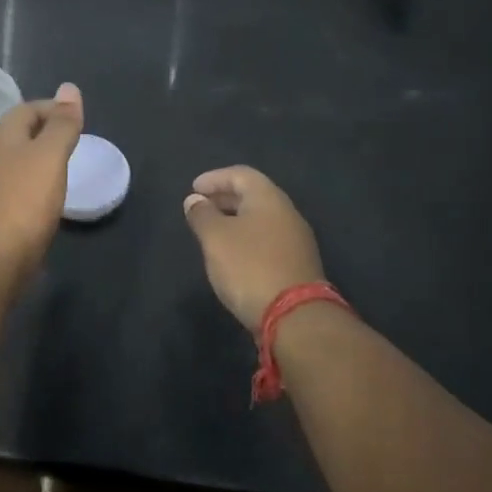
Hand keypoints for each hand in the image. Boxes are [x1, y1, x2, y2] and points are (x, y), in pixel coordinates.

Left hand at [0, 83, 82, 285]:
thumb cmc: (21, 205)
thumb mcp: (48, 158)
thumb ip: (60, 126)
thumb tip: (69, 87)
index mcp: (3, 142)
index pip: (24, 111)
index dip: (49, 107)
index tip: (76, 117)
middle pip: (18, 138)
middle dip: (44, 133)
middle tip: (74, 141)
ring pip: (17, 167)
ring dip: (39, 162)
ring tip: (66, 170)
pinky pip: (17, 194)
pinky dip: (35, 190)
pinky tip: (49, 204)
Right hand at [182, 166, 324, 330]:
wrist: (295, 317)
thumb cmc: (249, 267)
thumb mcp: (215, 238)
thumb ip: (202, 215)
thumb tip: (195, 200)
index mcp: (269, 199)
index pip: (241, 174)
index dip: (215, 178)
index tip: (193, 189)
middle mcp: (287, 213)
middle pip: (253, 195)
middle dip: (224, 198)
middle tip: (200, 207)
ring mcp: (296, 240)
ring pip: (261, 219)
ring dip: (235, 220)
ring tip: (212, 232)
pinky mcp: (297, 265)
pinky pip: (267, 240)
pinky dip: (247, 239)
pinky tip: (233, 255)